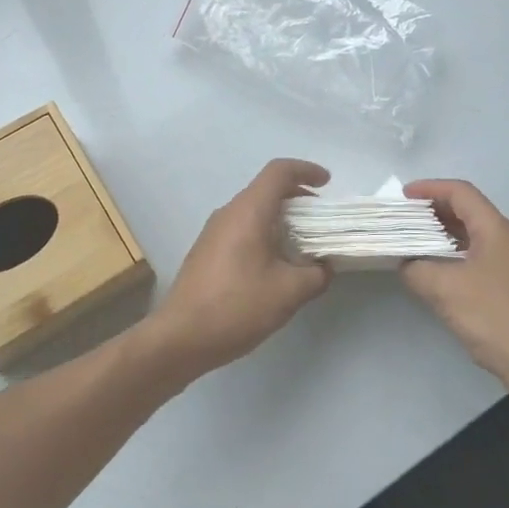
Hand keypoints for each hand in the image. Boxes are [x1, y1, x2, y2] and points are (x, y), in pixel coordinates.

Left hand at [145, 158, 332, 379]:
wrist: (181, 337)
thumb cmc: (237, 306)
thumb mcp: (290, 292)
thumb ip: (316, 274)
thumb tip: (323, 267)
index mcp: (248, 211)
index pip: (278, 172)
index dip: (305, 170)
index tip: (327, 183)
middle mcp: (228, 214)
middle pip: (266, 190)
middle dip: (298, 198)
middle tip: (322, 220)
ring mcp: (213, 233)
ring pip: (253, 211)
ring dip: (281, 219)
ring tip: (303, 245)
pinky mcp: (207, 252)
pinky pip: (241, 230)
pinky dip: (264, 234)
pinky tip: (276, 265)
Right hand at [400, 179, 508, 407]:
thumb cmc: (494, 316)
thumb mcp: (445, 289)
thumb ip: (417, 269)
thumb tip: (405, 263)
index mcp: (494, 229)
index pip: (460, 192)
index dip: (430, 188)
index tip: (401, 197)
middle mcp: (503, 239)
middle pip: (465, 211)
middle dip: (432, 210)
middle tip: (400, 219)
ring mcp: (506, 264)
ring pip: (468, 236)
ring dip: (439, 235)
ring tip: (408, 242)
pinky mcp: (505, 287)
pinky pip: (472, 258)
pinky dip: (449, 257)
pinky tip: (430, 273)